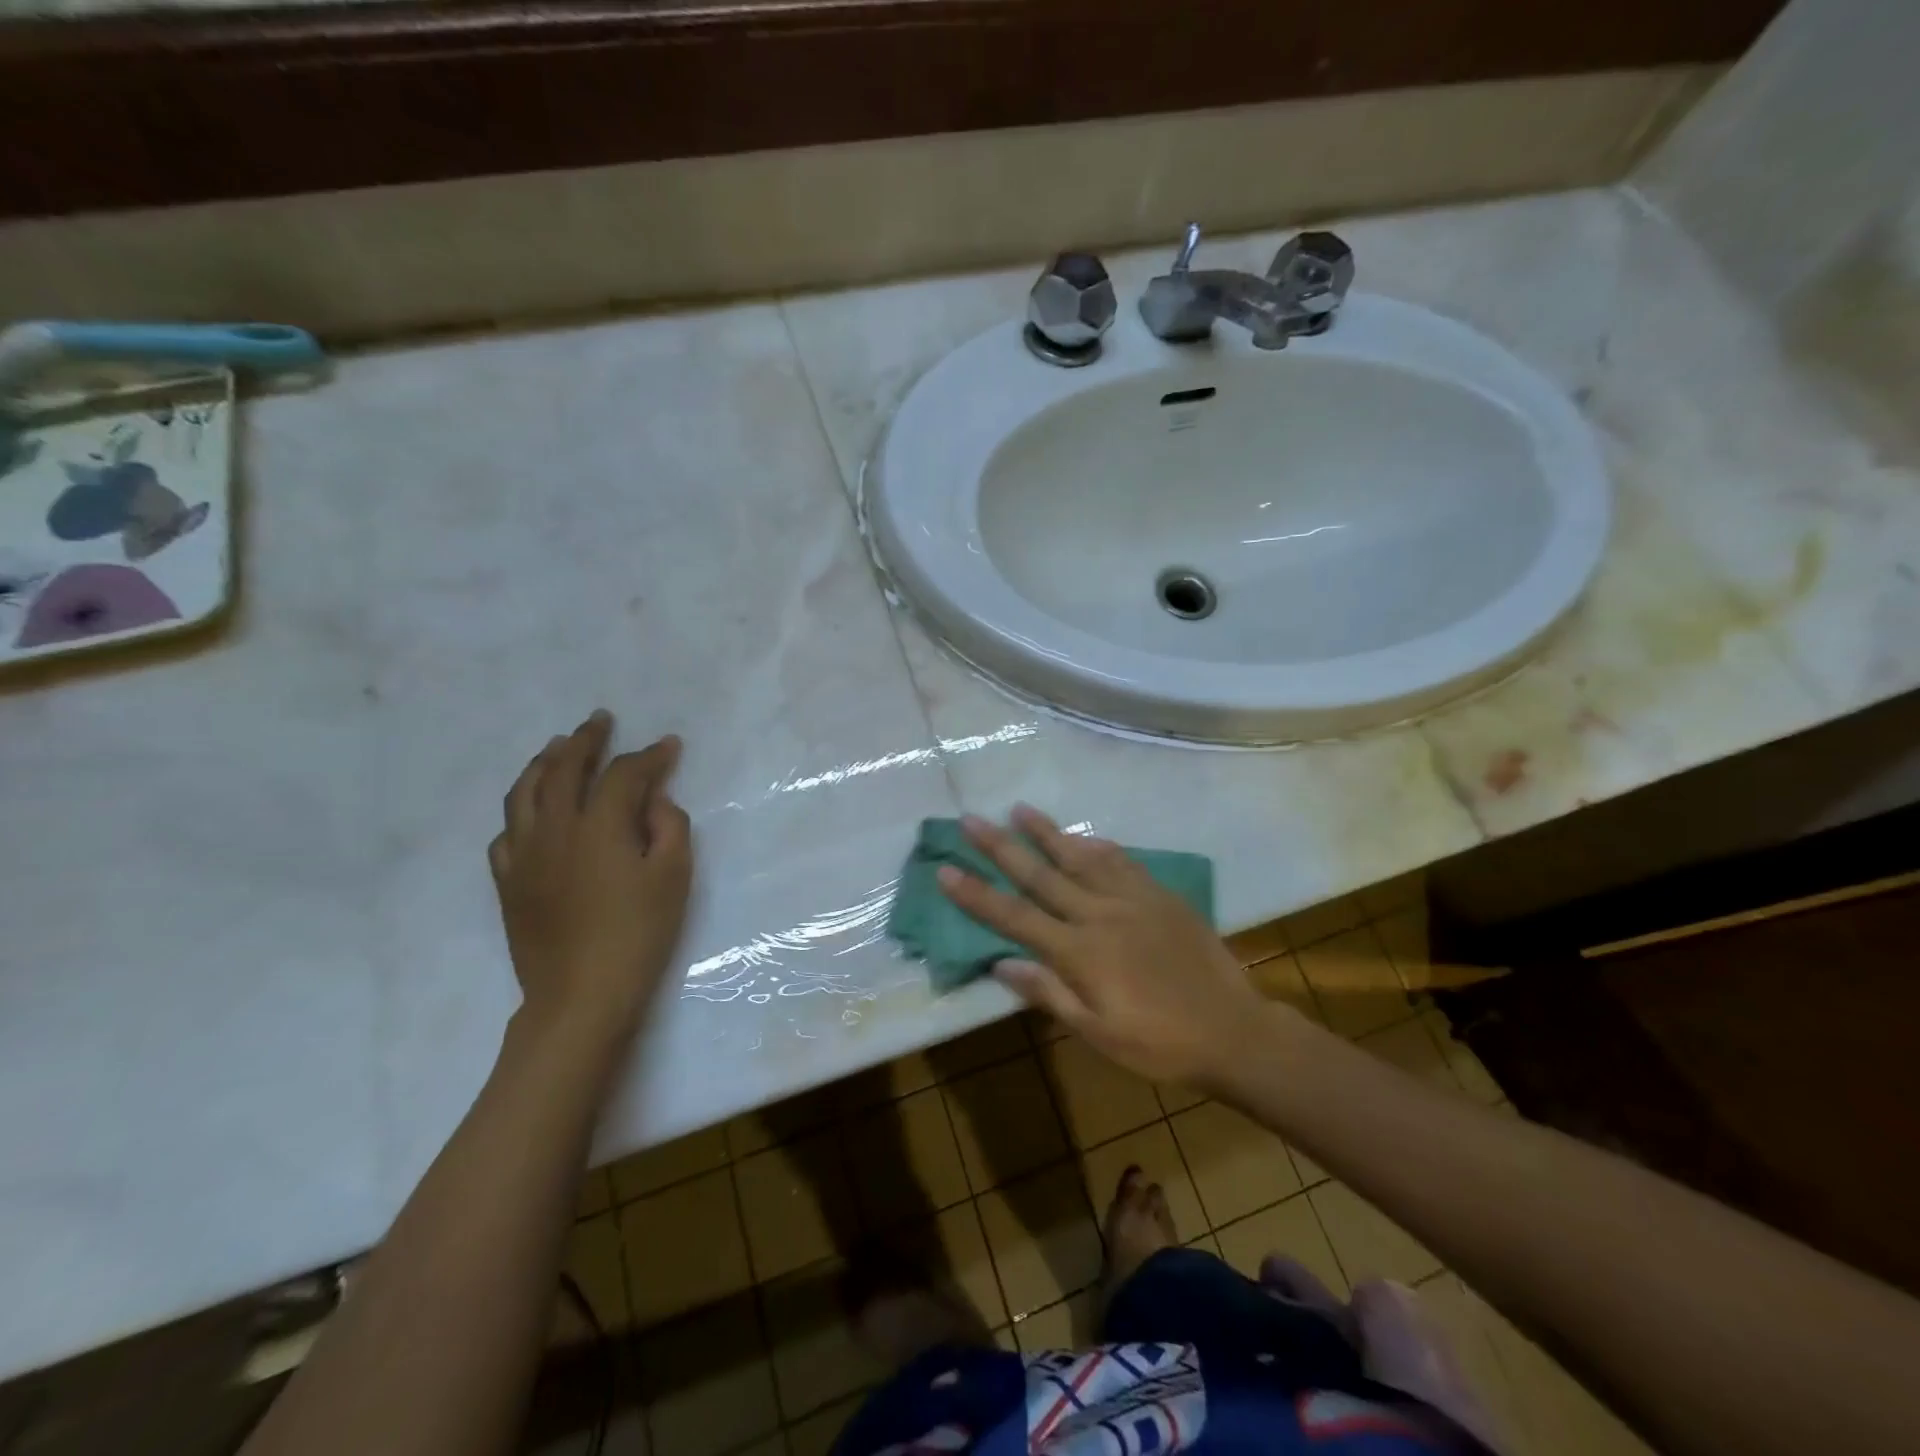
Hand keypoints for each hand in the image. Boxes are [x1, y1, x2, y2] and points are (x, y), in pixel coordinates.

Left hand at [490, 710, 692, 1039]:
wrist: (580, 995)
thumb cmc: (639, 934)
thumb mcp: (674, 877)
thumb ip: (669, 827)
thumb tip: (654, 800)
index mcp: (599, 826)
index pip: (624, 775)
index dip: (649, 756)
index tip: (669, 745)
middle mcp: (555, 829)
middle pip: (565, 769)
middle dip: (587, 740)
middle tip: (601, 720)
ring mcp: (524, 855)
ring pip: (524, 792)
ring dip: (544, 762)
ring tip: (558, 746)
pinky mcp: (508, 881)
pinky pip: (506, 832)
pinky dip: (521, 810)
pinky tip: (531, 810)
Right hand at [937, 806, 1271, 1087]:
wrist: (1233, 1030)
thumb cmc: (1159, 1043)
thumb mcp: (1098, 1033)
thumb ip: (1049, 994)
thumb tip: (1001, 963)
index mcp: (1079, 952)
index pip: (1014, 917)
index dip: (977, 894)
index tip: (946, 870)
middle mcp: (1099, 914)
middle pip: (1040, 874)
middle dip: (1000, 846)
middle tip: (970, 819)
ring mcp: (1132, 899)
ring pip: (1080, 856)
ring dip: (1047, 832)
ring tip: (1019, 808)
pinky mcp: (1160, 894)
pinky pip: (1122, 861)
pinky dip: (1097, 846)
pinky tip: (1084, 837)